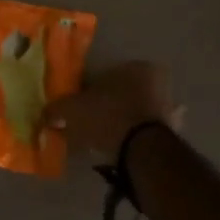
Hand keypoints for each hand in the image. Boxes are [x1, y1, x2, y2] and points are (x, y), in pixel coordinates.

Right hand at [42, 61, 183, 157]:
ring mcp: (169, 111)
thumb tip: (46, 114)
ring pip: (138, 113)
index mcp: (136, 67)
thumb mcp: (72, 110)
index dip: (90, 90)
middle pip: (125, 93)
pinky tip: (121, 151)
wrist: (142, 151)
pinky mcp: (173, 135)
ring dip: (124, 123)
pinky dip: (135, 142)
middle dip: (109, 105)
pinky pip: (147, 136)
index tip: (80, 104)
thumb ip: (57, 109)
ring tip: (104, 139)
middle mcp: (158, 83)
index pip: (107, 74)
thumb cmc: (106, 117)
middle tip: (91, 122)